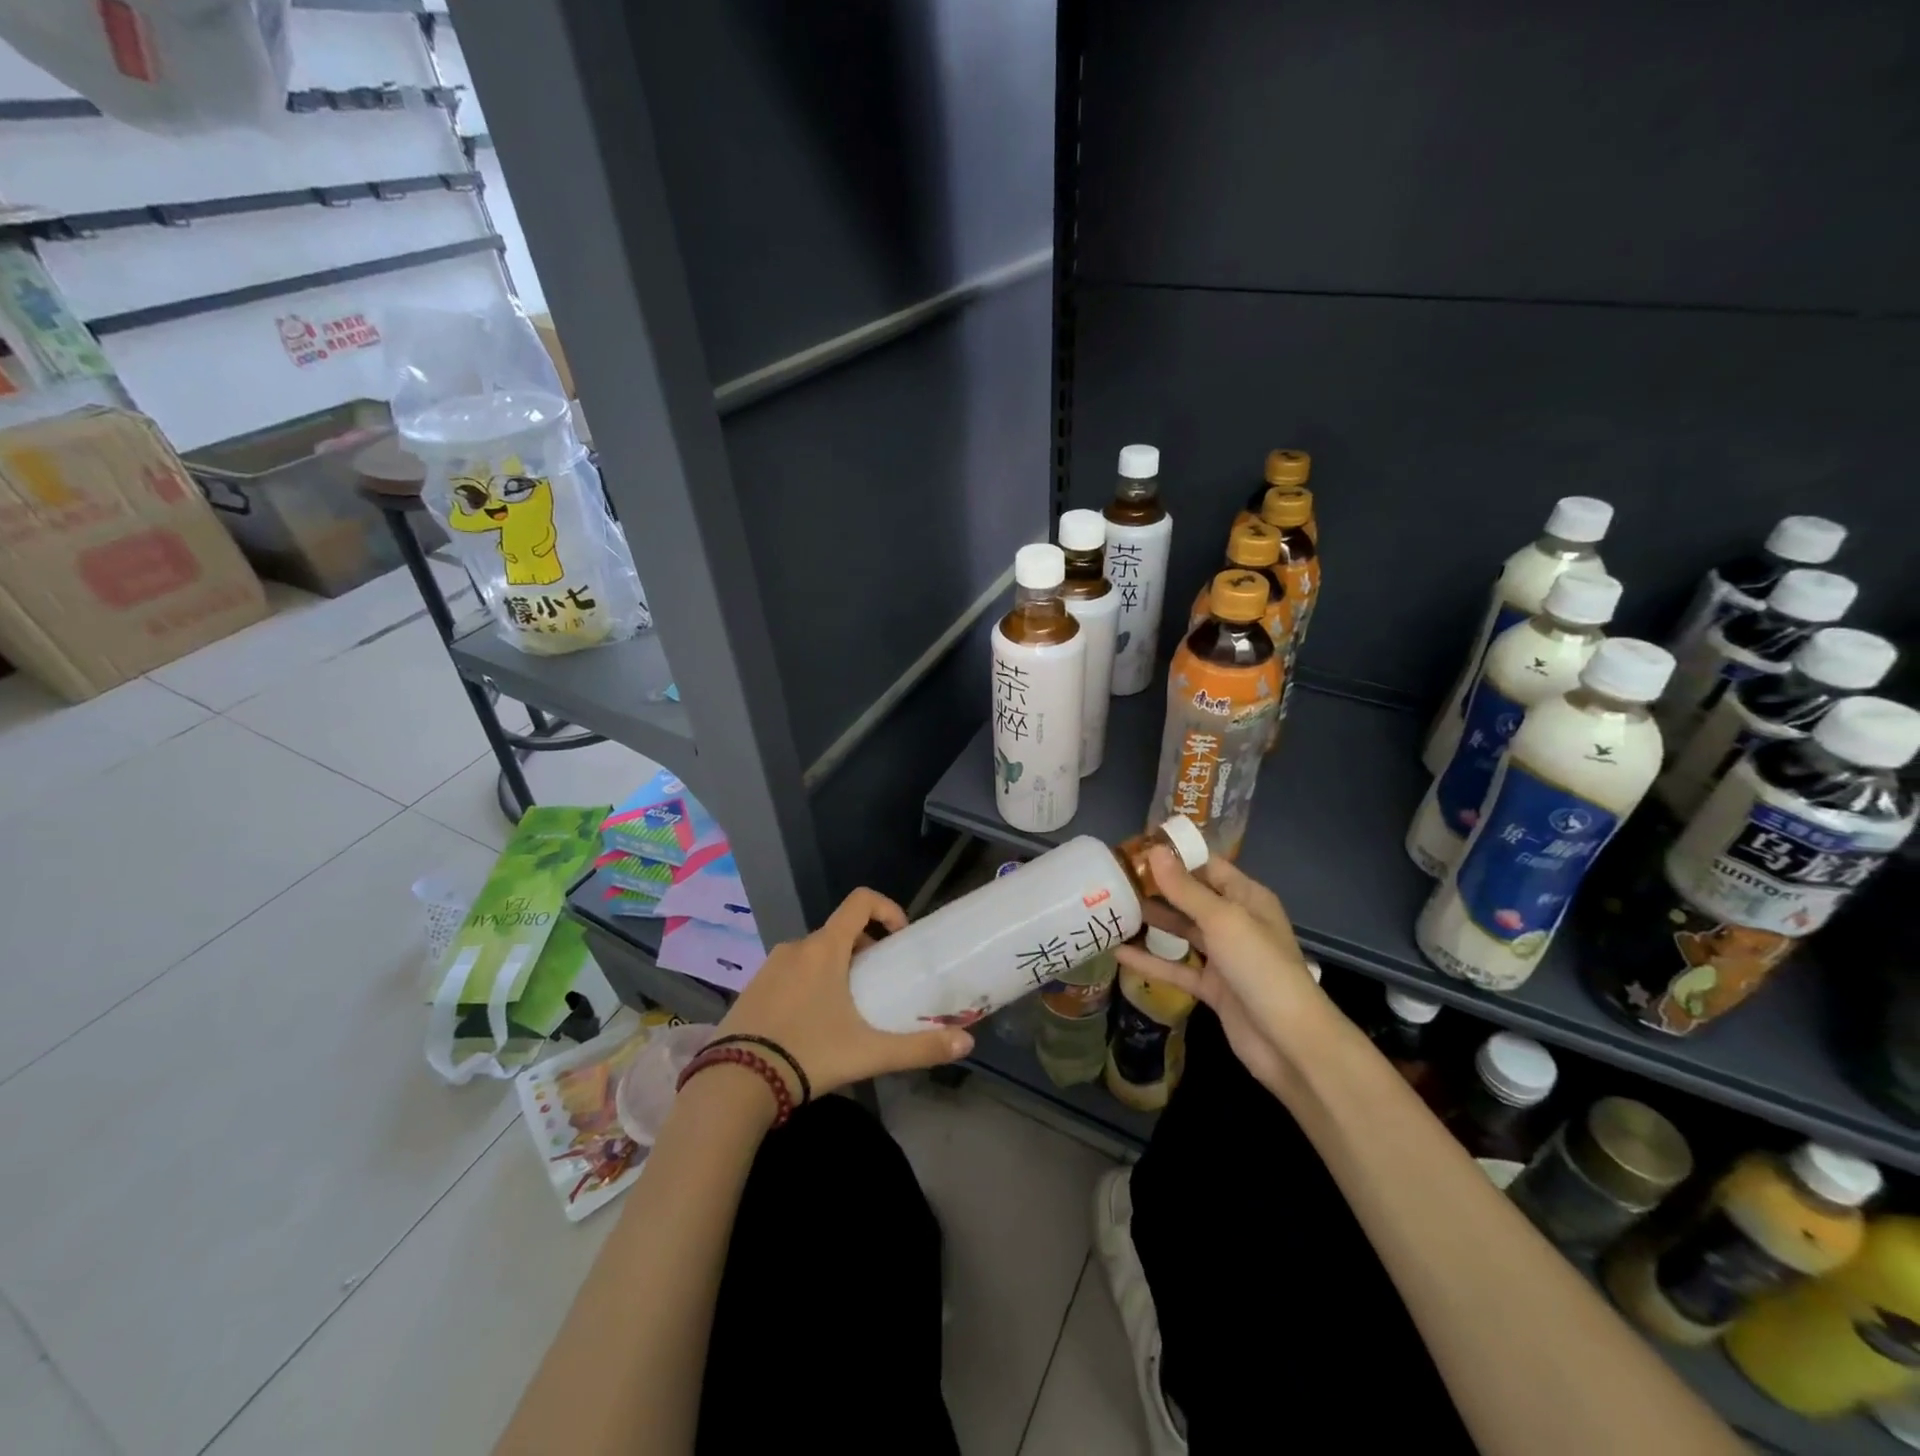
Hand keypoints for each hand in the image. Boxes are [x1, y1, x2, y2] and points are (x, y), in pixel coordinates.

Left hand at [715, 888, 973, 1100]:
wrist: (733, 1084)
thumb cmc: (808, 1054)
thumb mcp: (868, 1053)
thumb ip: (919, 1047)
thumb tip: (967, 1042)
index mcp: (825, 948)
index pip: (861, 901)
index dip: (887, 909)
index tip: (900, 939)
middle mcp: (796, 947)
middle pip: (840, 932)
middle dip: (865, 950)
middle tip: (879, 985)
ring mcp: (769, 966)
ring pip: (814, 954)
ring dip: (837, 968)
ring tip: (848, 1009)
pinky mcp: (751, 988)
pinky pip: (790, 972)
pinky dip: (809, 983)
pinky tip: (812, 1025)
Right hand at [1115, 847, 1330, 1100]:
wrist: (1288, 1041)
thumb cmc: (1259, 967)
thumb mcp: (1222, 920)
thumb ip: (1185, 888)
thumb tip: (1154, 850)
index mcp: (1247, 898)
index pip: (1207, 866)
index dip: (1174, 856)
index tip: (1134, 849)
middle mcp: (1236, 922)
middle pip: (1191, 897)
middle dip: (1157, 887)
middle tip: (1114, 878)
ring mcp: (1224, 956)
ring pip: (1182, 931)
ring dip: (1151, 921)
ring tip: (1112, 908)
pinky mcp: (1212, 987)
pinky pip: (1177, 967)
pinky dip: (1150, 960)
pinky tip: (1118, 952)